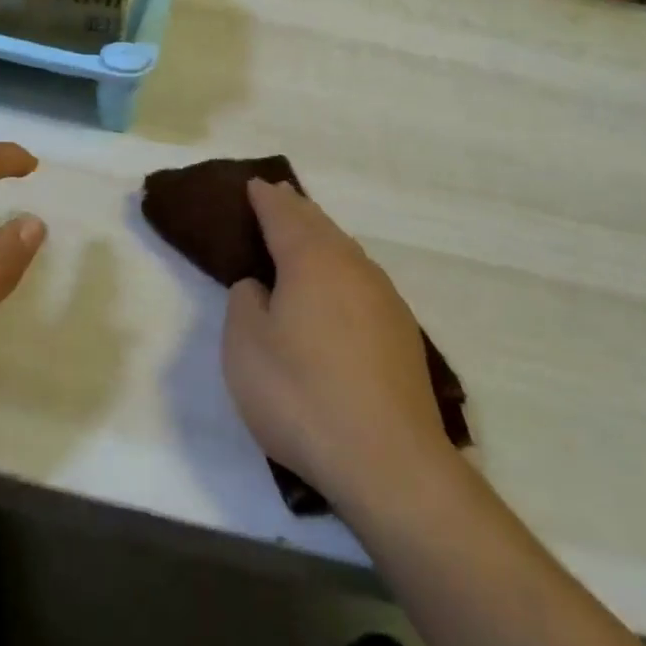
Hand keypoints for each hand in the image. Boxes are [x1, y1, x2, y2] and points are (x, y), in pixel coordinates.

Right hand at [221, 179, 455, 509]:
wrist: (389, 461)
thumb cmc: (302, 395)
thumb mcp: (245, 348)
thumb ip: (245, 302)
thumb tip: (261, 286)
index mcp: (311, 260)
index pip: (283, 214)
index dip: (266, 198)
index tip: (254, 185)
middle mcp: (353, 266)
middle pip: (320, 226)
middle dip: (296, 210)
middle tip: (277, 198)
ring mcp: (384, 298)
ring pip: (345, 252)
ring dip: (321, 239)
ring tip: (303, 238)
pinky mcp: (401, 332)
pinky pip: (361, 281)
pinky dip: (340, 271)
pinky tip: (335, 291)